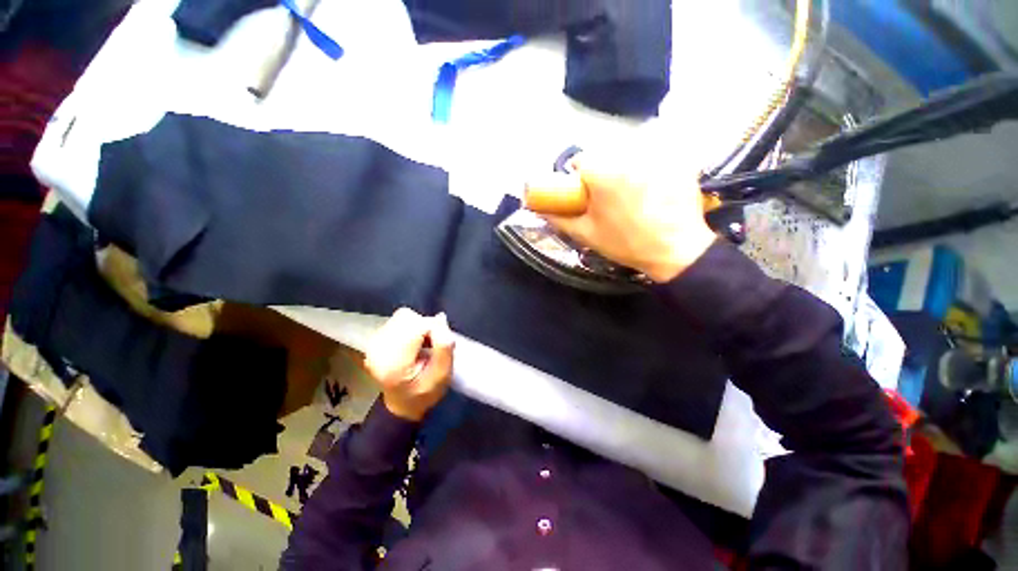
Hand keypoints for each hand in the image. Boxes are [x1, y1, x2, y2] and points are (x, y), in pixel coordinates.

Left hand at [363, 308, 454, 421]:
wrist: (402, 404)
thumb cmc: (425, 393)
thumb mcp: (442, 376)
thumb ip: (444, 347)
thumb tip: (441, 318)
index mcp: (393, 363)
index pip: (418, 326)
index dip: (435, 330)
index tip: (439, 346)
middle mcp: (377, 350)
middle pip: (408, 318)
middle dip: (425, 326)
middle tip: (431, 345)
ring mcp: (373, 344)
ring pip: (403, 316)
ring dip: (418, 325)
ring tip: (422, 344)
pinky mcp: (375, 339)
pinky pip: (397, 320)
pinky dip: (410, 326)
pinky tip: (412, 342)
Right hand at [530, 153, 715, 281]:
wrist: (676, 250)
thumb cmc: (625, 243)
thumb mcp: (586, 234)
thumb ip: (560, 220)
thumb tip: (540, 210)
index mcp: (602, 171)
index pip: (580, 159)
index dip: (577, 177)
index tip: (584, 194)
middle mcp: (628, 154)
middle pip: (604, 155)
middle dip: (600, 173)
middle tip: (607, 199)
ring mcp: (656, 154)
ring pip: (628, 154)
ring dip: (623, 169)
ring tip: (632, 196)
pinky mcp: (677, 159)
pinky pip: (653, 157)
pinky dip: (648, 169)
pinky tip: (654, 191)